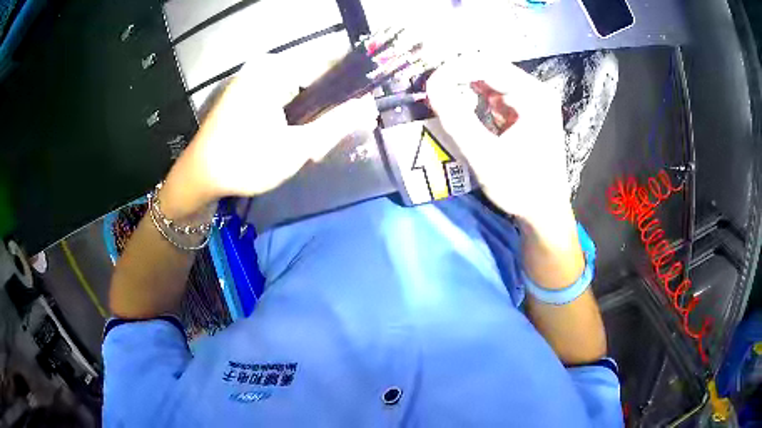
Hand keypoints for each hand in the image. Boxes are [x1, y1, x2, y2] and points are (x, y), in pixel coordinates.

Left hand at [162, 53, 377, 218]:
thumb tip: (369, 106)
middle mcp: (265, 66)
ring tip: (304, 150)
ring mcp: (252, 78)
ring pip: (298, 92)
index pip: (330, 64)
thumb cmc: (245, 161)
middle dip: (324, 113)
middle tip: (320, 147)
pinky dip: (290, 118)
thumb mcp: (297, 148)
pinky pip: (281, 98)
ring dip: (308, 120)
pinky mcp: (245, 93)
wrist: (198, 178)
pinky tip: (287, 142)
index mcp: (276, 69)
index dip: (349, 89)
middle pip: (314, 81)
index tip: (354, 117)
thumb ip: (337, 125)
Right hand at [426, 53, 570, 226]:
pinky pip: (495, 93)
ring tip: (442, 96)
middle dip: (458, 76)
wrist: (545, 212)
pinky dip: (475, 97)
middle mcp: (535, 90)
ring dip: (464, 85)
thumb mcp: (485, 156)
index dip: (454, 70)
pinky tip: (461, 106)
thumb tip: (431, 86)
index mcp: (534, 95)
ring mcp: (532, 99)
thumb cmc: (521, 187)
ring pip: (491, 79)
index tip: (429, 85)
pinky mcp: (525, 111)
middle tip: (433, 89)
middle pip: (490, 68)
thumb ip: (457, 119)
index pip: (487, 65)